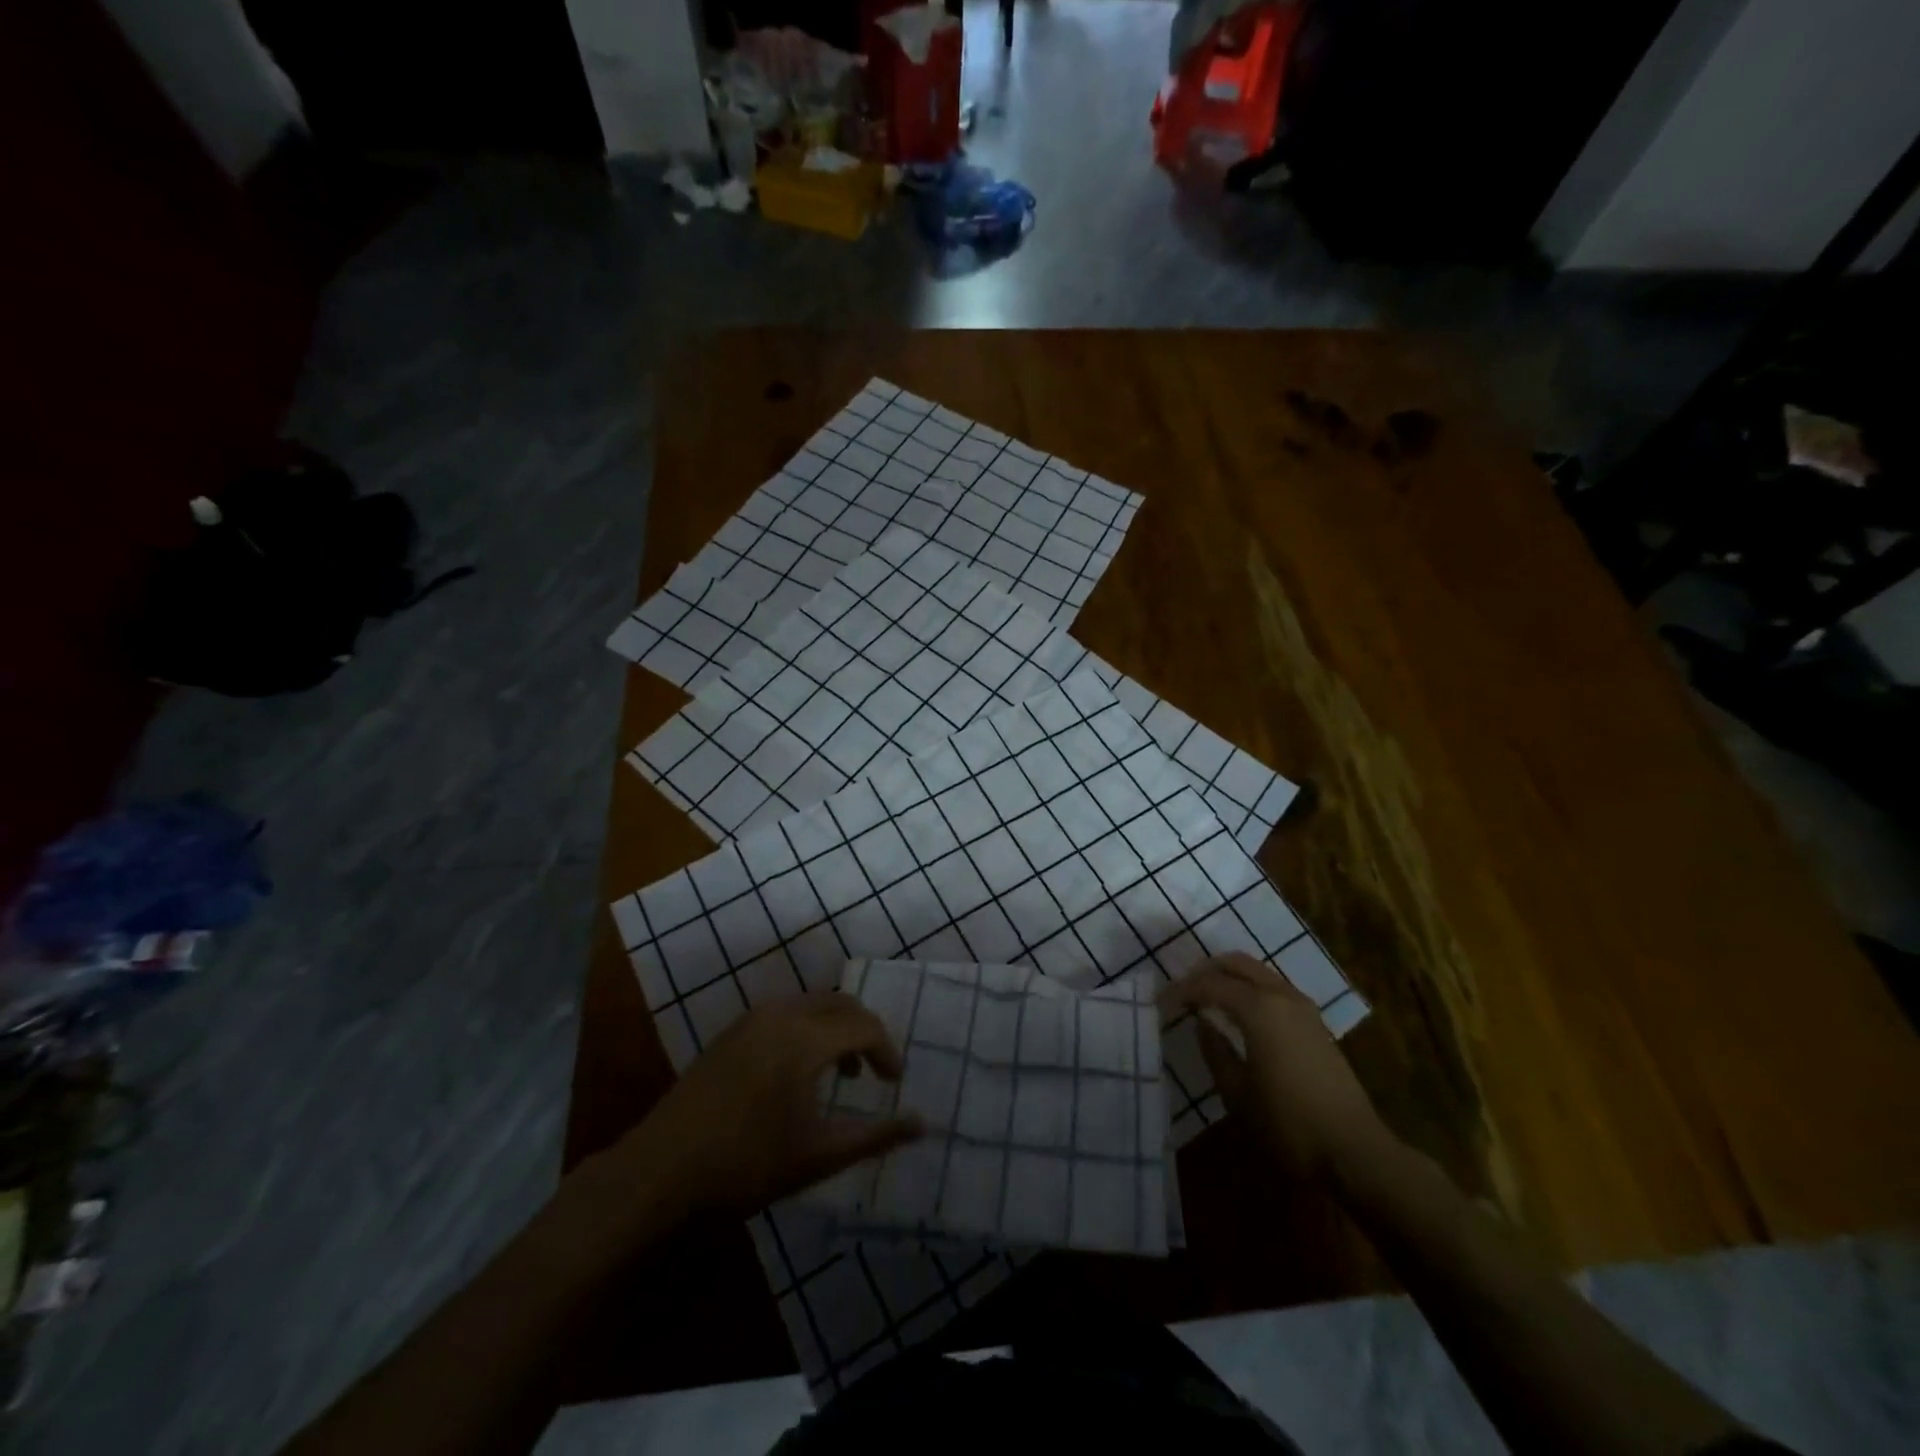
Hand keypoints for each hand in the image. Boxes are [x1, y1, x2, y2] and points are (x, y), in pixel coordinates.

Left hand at [608, 994, 923, 1218]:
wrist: (660, 1171)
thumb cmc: (746, 1165)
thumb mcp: (819, 1156)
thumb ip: (876, 1136)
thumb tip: (924, 1124)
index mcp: (806, 1039)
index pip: (865, 1026)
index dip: (887, 1051)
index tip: (894, 1084)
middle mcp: (783, 1014)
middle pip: (841, 1003)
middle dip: (865, 1031)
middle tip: (873, 1071)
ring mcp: (753, 1018)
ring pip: (812, 1003)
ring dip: (835, 1027)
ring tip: (840, 1071)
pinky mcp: (732, 1030)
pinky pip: (786, 1011)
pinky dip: (808, 1027)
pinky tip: (798, 1069)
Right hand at [1161, 953, 1386, 1184]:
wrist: (1355, 1151)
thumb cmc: (1288, 1123)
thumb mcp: (1237, 1093)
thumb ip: (1215, 1050)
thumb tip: (1203, 1023)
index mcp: (1259, 1008)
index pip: (1210, 985)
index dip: (1182, 990)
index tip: (1161, 1001)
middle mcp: (1282, 996)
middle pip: (1238, 964)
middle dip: (1207, 970)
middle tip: (1184, 989)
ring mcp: (1304, 1008)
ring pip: (1259, 973)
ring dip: (1231, 978)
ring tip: (1208, 999)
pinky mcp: (1316, 1024)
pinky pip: (1275, 989)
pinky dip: (1251, 990)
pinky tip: (1240, 1014)